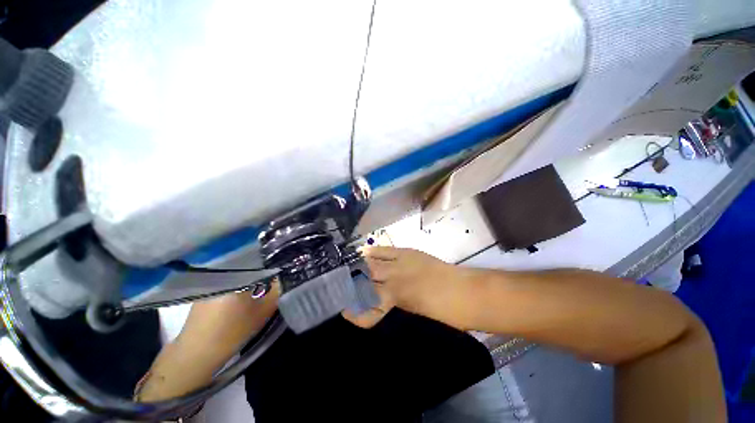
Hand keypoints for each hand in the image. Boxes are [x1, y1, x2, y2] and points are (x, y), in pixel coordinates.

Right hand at [342, 246, 465, 328]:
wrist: (465, 293)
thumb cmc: (444, 314)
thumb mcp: (417, 316)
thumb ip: (398, 309)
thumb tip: (382, 305)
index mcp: (396, 302)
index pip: (368, 310)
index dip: (356, 313)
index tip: (345, 312)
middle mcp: (394, 283)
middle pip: (367, 283)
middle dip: (353, 286)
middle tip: (340, 287)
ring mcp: (400, 266)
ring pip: (373, 266)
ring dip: (360, 269)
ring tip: (347, 269)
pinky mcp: (407, 253)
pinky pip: (386, 251)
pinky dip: (374, 252)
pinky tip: (363, 251)